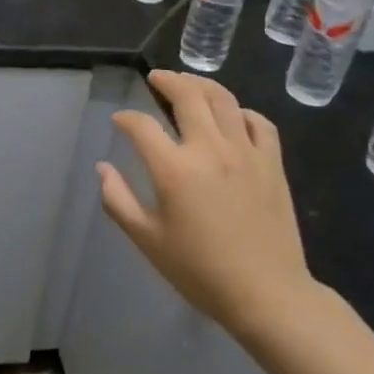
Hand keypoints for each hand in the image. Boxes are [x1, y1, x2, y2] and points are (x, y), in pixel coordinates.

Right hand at [97, 70, 323, 344]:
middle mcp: (209, 149)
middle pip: (187, 95)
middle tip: (156, 78)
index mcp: (174, 169)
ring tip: (188, 83)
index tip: (120, 121)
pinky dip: (241, 111)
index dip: (126, 118)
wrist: (267, 295)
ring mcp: (245, 152)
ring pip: (223, 100)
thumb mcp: (147, 240)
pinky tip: (233, 116)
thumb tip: (102, 168)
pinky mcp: (272, 163)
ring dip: (201, 84)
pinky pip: (258, 122)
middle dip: (166, 81)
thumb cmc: (200, 271)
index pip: (142, 126)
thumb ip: (118, 200)